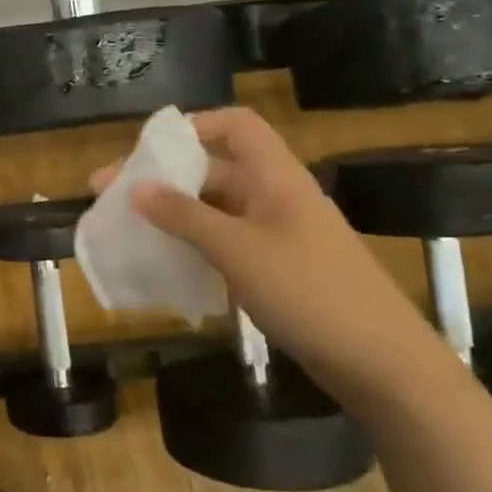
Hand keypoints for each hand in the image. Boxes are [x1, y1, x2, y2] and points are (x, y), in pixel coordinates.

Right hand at [90, 106, 439, 395]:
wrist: (382, 364)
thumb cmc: (311, 293)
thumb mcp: (238, 251)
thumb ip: (184, 216)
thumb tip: (135, 187)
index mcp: (275, 177)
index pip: (235, 126)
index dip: (192, 126)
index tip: (146, 150)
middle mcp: (275, 197)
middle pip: (213, 169)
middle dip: (161, 178)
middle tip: (108, 195)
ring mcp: (277, 235)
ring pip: (214, 209)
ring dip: (172, 214)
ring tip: (126, 228)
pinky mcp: (276, 269)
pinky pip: (224, 243)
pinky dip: (191, 245)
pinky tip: (163, 262)